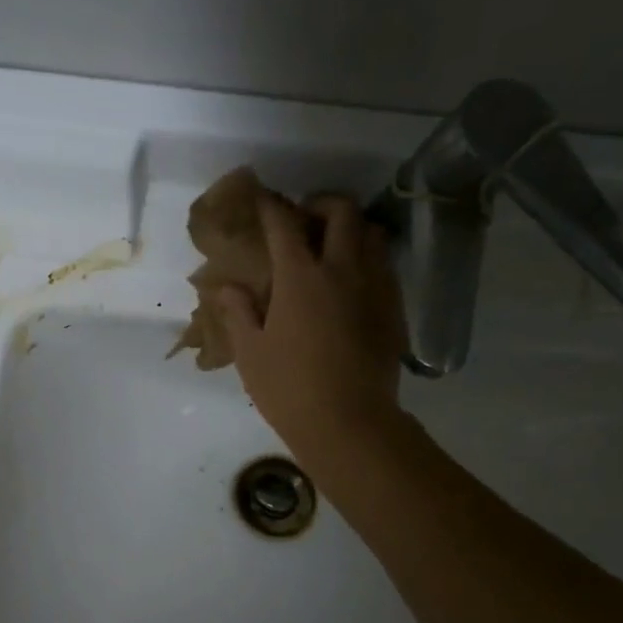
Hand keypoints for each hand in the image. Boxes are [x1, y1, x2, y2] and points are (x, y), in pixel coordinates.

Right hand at [219, 193, 407, 473]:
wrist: (349, 423)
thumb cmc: (288, 388)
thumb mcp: (249, 352)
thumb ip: (238, 312)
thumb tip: (228, 287)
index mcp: (300, 278)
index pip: (284, 225)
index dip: (271, 206)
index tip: (262, 200)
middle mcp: (342, 270)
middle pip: (342, 212)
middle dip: (321, 204)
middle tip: (304, 219)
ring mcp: (375, 287)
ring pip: (372, 233)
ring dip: (351, 228)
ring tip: (332, 246)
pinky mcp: (394, 308)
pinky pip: (385, 266)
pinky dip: (368, 258)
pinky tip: (351, 282)